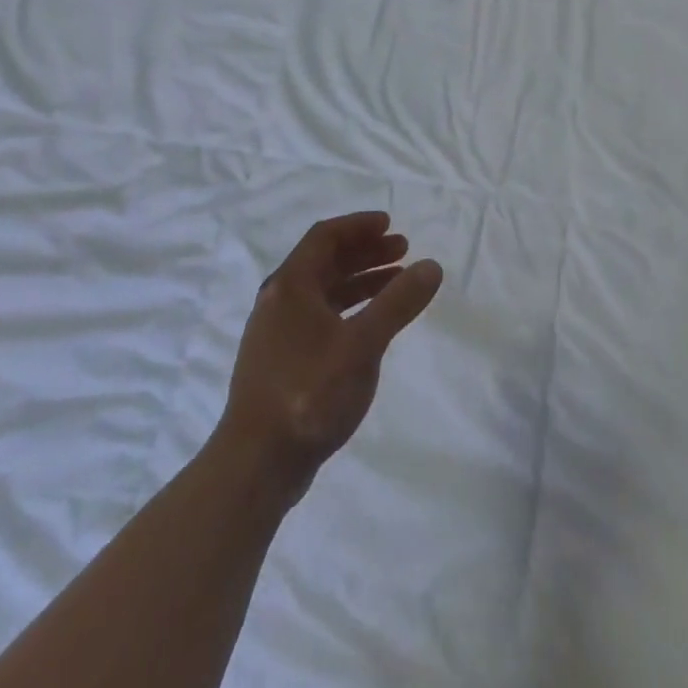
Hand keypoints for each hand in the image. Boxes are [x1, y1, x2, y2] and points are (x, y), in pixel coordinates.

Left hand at [221, 212, 442, 500]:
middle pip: (325, 261)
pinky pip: (320, 316)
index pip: (325, 237)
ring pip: (324, 291)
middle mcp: (279, 301)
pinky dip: (349, 308)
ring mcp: (278, 333)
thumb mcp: (363, 344)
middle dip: (365, 251)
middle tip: (402, 249)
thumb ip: (398, 303)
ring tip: (397, 281)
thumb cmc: (309, 393)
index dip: (359, 226)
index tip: (391, 224)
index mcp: (291, 286)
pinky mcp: (282, 361)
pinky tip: (372, 323)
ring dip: (360, 280)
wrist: (256, 463)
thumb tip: (431, 266)